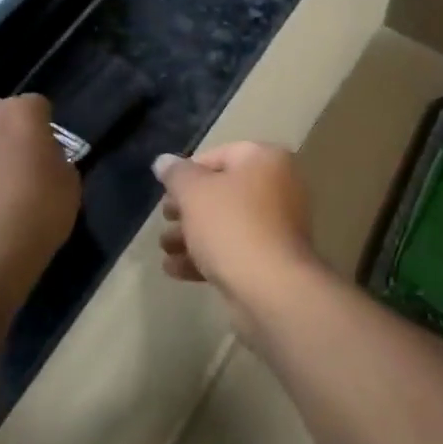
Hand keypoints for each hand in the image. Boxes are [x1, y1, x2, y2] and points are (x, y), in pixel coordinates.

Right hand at [155, 142, 318, 326]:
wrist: (271, 288)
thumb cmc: (231, 226)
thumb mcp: (194, 193)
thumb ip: (176, 174)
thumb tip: (163, 160)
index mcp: (266, 160)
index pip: (220, 155)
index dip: (188, 171)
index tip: (166, 191)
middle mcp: (279, 186)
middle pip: (223, 191)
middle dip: (188, 207)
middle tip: (165, 218)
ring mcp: (279, 225)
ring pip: (227, 223)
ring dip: (192, 234)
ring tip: (165, 247)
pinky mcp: (273, 259)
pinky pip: (236, 249)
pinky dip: (208, 255)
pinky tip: (176, 269)